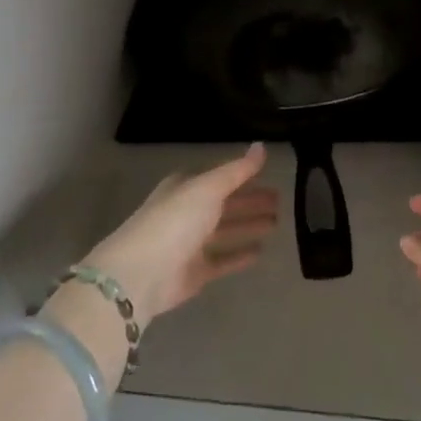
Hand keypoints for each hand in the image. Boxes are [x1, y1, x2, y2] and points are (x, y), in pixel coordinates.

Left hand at [83, 144, 278, 327]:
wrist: (141, 274)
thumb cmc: (174, 221)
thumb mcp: (208, 188)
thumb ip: (237, 170)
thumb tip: (261, 146)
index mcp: (186, 188)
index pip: (220, 178)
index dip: (244, 176)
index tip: (269, 175)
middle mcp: (187, 213)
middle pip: (225, 204)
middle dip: (250, 201)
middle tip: (280, 200)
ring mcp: (190, 244)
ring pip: (225, 231)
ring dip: (248, 225)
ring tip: (276, 222)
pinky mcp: (195, 272)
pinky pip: (223, 260)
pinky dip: (239, 255)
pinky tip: (260, 251)